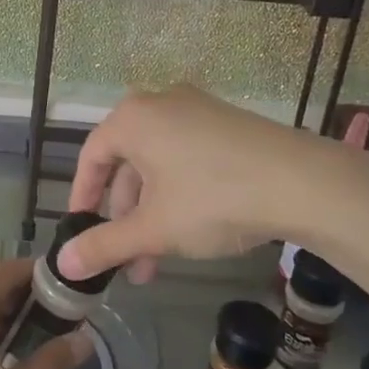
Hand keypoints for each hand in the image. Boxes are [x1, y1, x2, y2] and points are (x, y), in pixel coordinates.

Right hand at [59, 85, 368, 283]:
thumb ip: (104, 245)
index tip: (82, 231)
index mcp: (132, 118)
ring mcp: (199, 110)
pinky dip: (179, 194)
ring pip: (159, 166)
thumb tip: (63, 264)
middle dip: (125, 218)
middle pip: (128, 164)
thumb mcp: (153, 228)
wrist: (305, 183)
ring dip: (152, 213)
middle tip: (128, 260)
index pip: (91, 157)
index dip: (82, 198)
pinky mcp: (229, 124)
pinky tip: (192, 231)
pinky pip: (188, 158)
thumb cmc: (213, 199)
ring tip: (159, 260)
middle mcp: (161, 104)